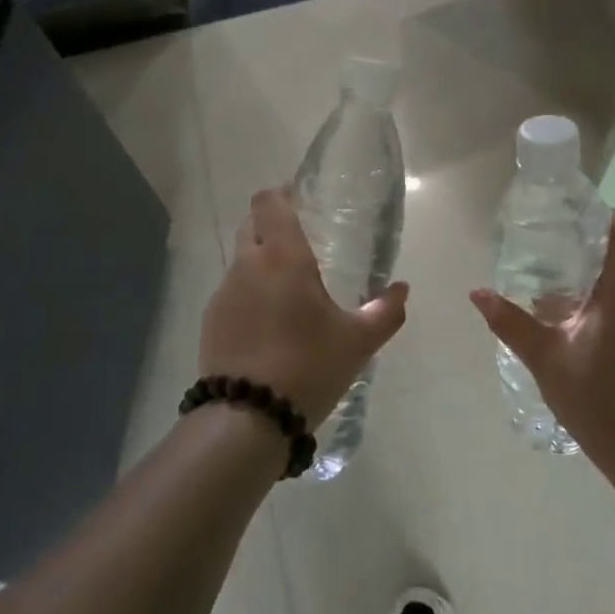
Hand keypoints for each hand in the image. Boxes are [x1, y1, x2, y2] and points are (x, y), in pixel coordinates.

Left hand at [200, 189, 409, 427]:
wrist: (248, 418)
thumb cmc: (309, 366)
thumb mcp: (358, 341)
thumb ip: (385, 311)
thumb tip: (403, 290)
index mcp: (283, 256)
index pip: (269, 202)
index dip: (282, 195)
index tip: (301, 203)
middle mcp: (247, 265)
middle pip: (251, 224)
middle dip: (271, 224)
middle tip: (301, 244)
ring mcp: (224, 293)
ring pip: (241, 259)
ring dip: (260, 262)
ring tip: (287, 291)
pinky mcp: (211, 321)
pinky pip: (232, 291)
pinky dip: (249, 294)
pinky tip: (268, 323)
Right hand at [469, 210, 614, 477]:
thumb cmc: (596, 398)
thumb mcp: (545, 358)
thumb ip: (511, 323)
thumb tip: (478, 293)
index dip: (603, 214)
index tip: (570, 213)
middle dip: (585, 244)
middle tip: (545, 243)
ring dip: (588, 275)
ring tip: (547, 280)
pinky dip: (596, 298)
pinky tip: (565, 318)